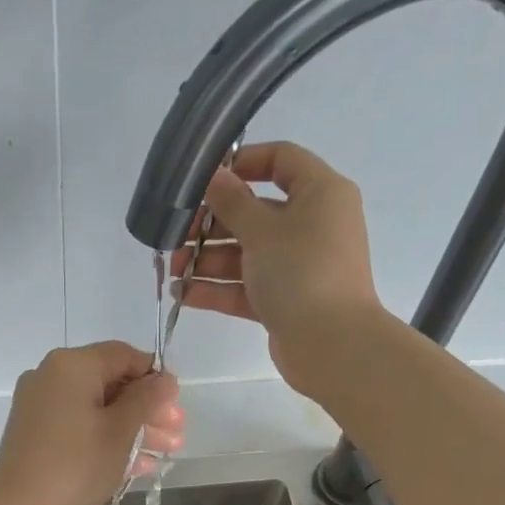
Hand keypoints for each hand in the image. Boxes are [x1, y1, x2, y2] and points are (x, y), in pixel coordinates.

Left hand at [0, 342, 183, 504]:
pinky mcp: (34, 431)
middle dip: (147, 408)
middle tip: (177, 432)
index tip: (176, 404)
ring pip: (96, 407)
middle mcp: (51, 375)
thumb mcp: (121, 431)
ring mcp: (39, 404)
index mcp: (72, 365)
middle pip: (111, 382)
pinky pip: (78, 424)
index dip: (155, 377)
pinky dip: (106, 437)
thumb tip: (164, 379)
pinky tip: (136, 463)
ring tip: (165, 452)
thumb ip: (146, 399)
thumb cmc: (77, 466)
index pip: (124, 355)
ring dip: (132, 427)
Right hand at [171, 141, 387, 394]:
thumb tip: (214, 175)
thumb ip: (232, 201)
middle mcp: (312, 225)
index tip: (206, 178)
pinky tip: (183, 294)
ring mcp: (298, 266)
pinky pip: (247, 287)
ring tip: (174, 270)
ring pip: (247, 253)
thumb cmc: (301, 272)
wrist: (331, 345)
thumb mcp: (262, 230)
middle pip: (255, 212)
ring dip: (208, 259)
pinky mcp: (285, 301)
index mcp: (320, 193)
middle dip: (212, 223)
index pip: (281, 160)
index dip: (242, 162)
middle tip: (177, 234)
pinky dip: (218, 288)